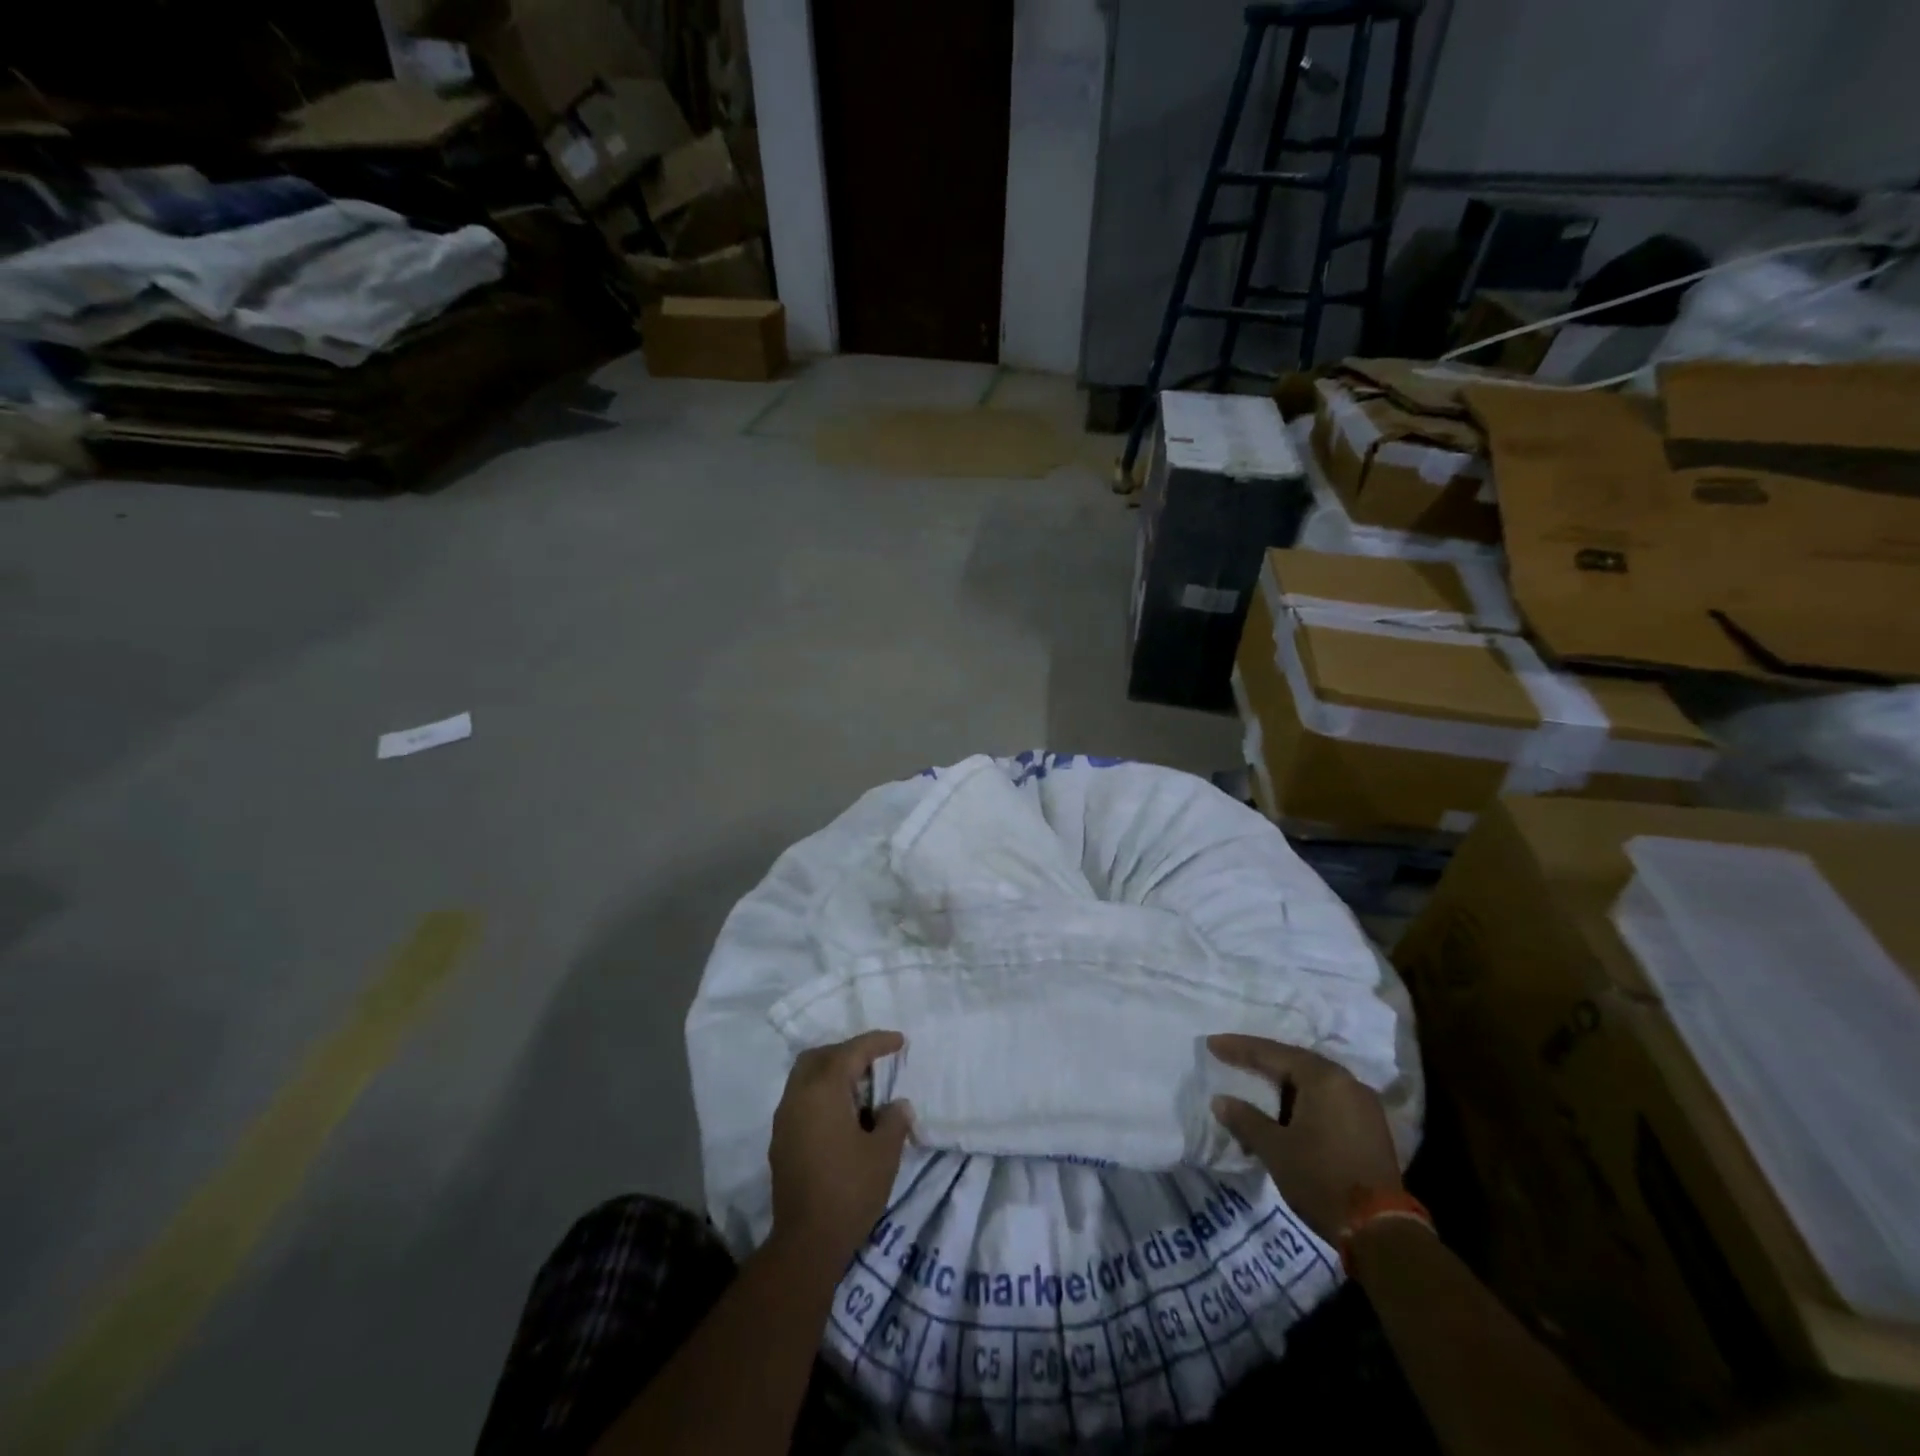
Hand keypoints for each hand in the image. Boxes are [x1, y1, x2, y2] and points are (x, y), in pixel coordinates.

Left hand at [769, 1031, 913, 1266]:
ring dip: (832, 1074)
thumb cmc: (850, 1190)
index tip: (900, 1041)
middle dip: (847, 1052)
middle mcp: (798, 1096)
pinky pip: (801, 1100)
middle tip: (874, 1062)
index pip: (852, 1051)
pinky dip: (822, 1096)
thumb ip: (894, 1120)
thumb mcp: (884, 1153)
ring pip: (806, 1078)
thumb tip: (897, 1105)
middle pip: (820, 1056)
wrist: (806, 1243)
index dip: (878, 1042)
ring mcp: (784, 1119)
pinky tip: (844, 1117)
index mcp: (823, 1089)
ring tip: (862, 1091)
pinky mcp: (780, 1141)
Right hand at [1207, 1034, 1401, 1245]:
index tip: (1212, 1043)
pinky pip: (1327, 1100)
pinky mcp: (1370, 1128)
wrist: (1380, 1232)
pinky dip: (1302, 1101)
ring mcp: (1363, 1105)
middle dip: (1261, 1062)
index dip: (1239, 1049)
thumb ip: (1245, 1119)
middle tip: (1231, 1058)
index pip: (1272, 1053)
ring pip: (1312, 1083)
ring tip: (1255, 1088)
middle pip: (1295, 1062)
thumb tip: (1220, 1101)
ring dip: (1282, 1086)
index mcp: (1323, 1078)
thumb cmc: (1321, 1179)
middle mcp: (1346, 1082)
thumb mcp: (1275, 1149)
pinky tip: (1285, 1114)